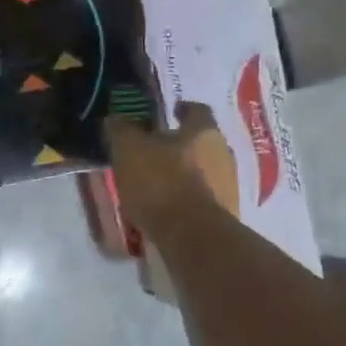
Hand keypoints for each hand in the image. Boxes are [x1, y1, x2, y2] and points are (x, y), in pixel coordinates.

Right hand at [105, 102, 237, 235]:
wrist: (191, 236)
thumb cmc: (160, 182)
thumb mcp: (129, 149)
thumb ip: (122, 129)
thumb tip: (116, 117)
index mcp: (204, 131)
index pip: (197, 109)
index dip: (182, 109)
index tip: (169, 112)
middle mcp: (223, 153)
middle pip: (202, 141)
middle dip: (181, 144)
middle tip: (156, 150)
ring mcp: (229, 186)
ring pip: (205, 170)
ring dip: (186, 172)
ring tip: (158, 182)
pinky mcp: (226, 214)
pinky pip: (204, 198)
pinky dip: (188, 198)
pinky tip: (168, 206)